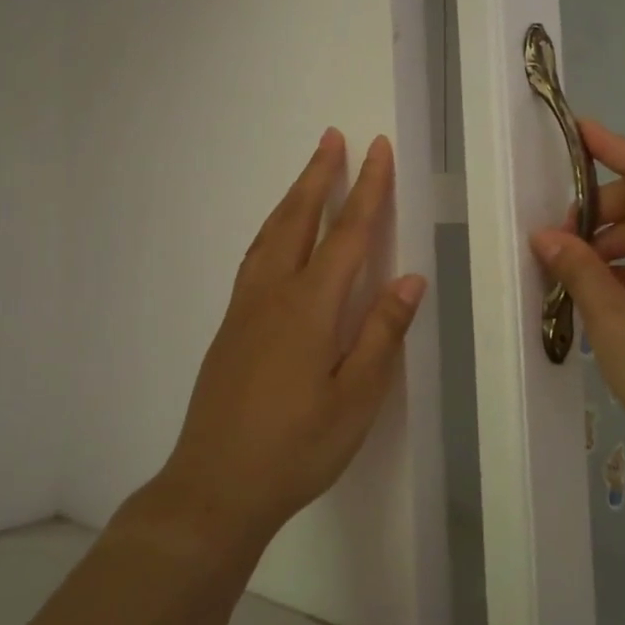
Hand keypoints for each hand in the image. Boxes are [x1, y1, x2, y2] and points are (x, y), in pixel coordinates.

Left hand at [156, 129, 426, 553]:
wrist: (215, 487)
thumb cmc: (297, 447)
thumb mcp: (356, 398)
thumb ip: (382, 333)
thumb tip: (409, 278)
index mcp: (310, 307)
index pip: (347, 234)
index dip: (366, 189)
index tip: (377, 149)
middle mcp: (273, 294)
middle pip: (298, 220)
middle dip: (319, 176)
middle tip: (332, 137)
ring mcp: (245, 309)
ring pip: (270, 235)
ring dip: (292, 198)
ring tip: (309, 174)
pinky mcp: (230, 328)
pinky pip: (254, 258)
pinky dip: (272, 230)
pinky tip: (277, 238)